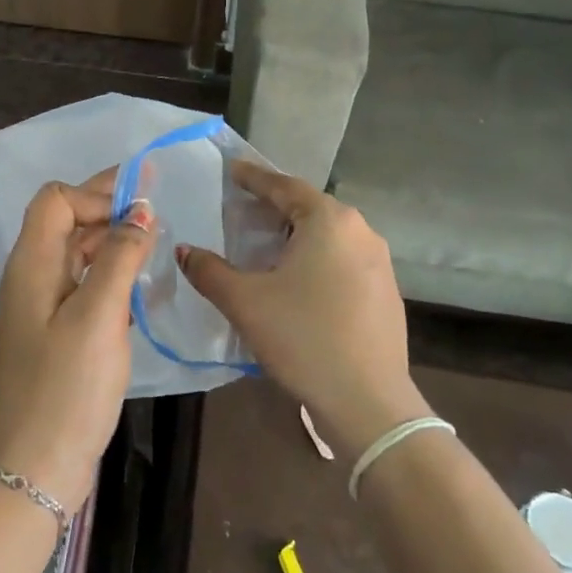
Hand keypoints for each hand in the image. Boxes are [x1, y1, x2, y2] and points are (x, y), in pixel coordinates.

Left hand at [0, 170, 155, 511]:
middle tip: (156, 214)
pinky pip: (80, 284)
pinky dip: (107, 274)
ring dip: (110, 242)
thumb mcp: (99, 317)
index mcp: (32, 265)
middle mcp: (30, 277)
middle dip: (107, 210)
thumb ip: (120, 258)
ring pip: (75, 254)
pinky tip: (136, 287)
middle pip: (64, 222)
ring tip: (153, 246)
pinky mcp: (53, 333)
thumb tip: (140, 211)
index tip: (140, 208)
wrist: (34, 470)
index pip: (56, 200)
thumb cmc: (66, 390)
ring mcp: (39, 307)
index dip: (95, 195)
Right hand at [176, 161, 424, 458]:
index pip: (284, 187)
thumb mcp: (245, 302)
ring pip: (329, 236)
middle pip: (309, 208)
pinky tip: (299, 282)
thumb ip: (210, 271)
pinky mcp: (387, 292)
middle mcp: (360, 231)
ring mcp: (380, 263)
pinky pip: (344, 260)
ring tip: (267, 246)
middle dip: (275, 207)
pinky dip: (317, 259)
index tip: (232, 170)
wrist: (368, 402)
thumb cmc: (303, 338)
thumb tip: (185, 251)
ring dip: (297, 235)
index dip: (254, 178)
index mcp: (329, 221)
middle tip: (242, 210)